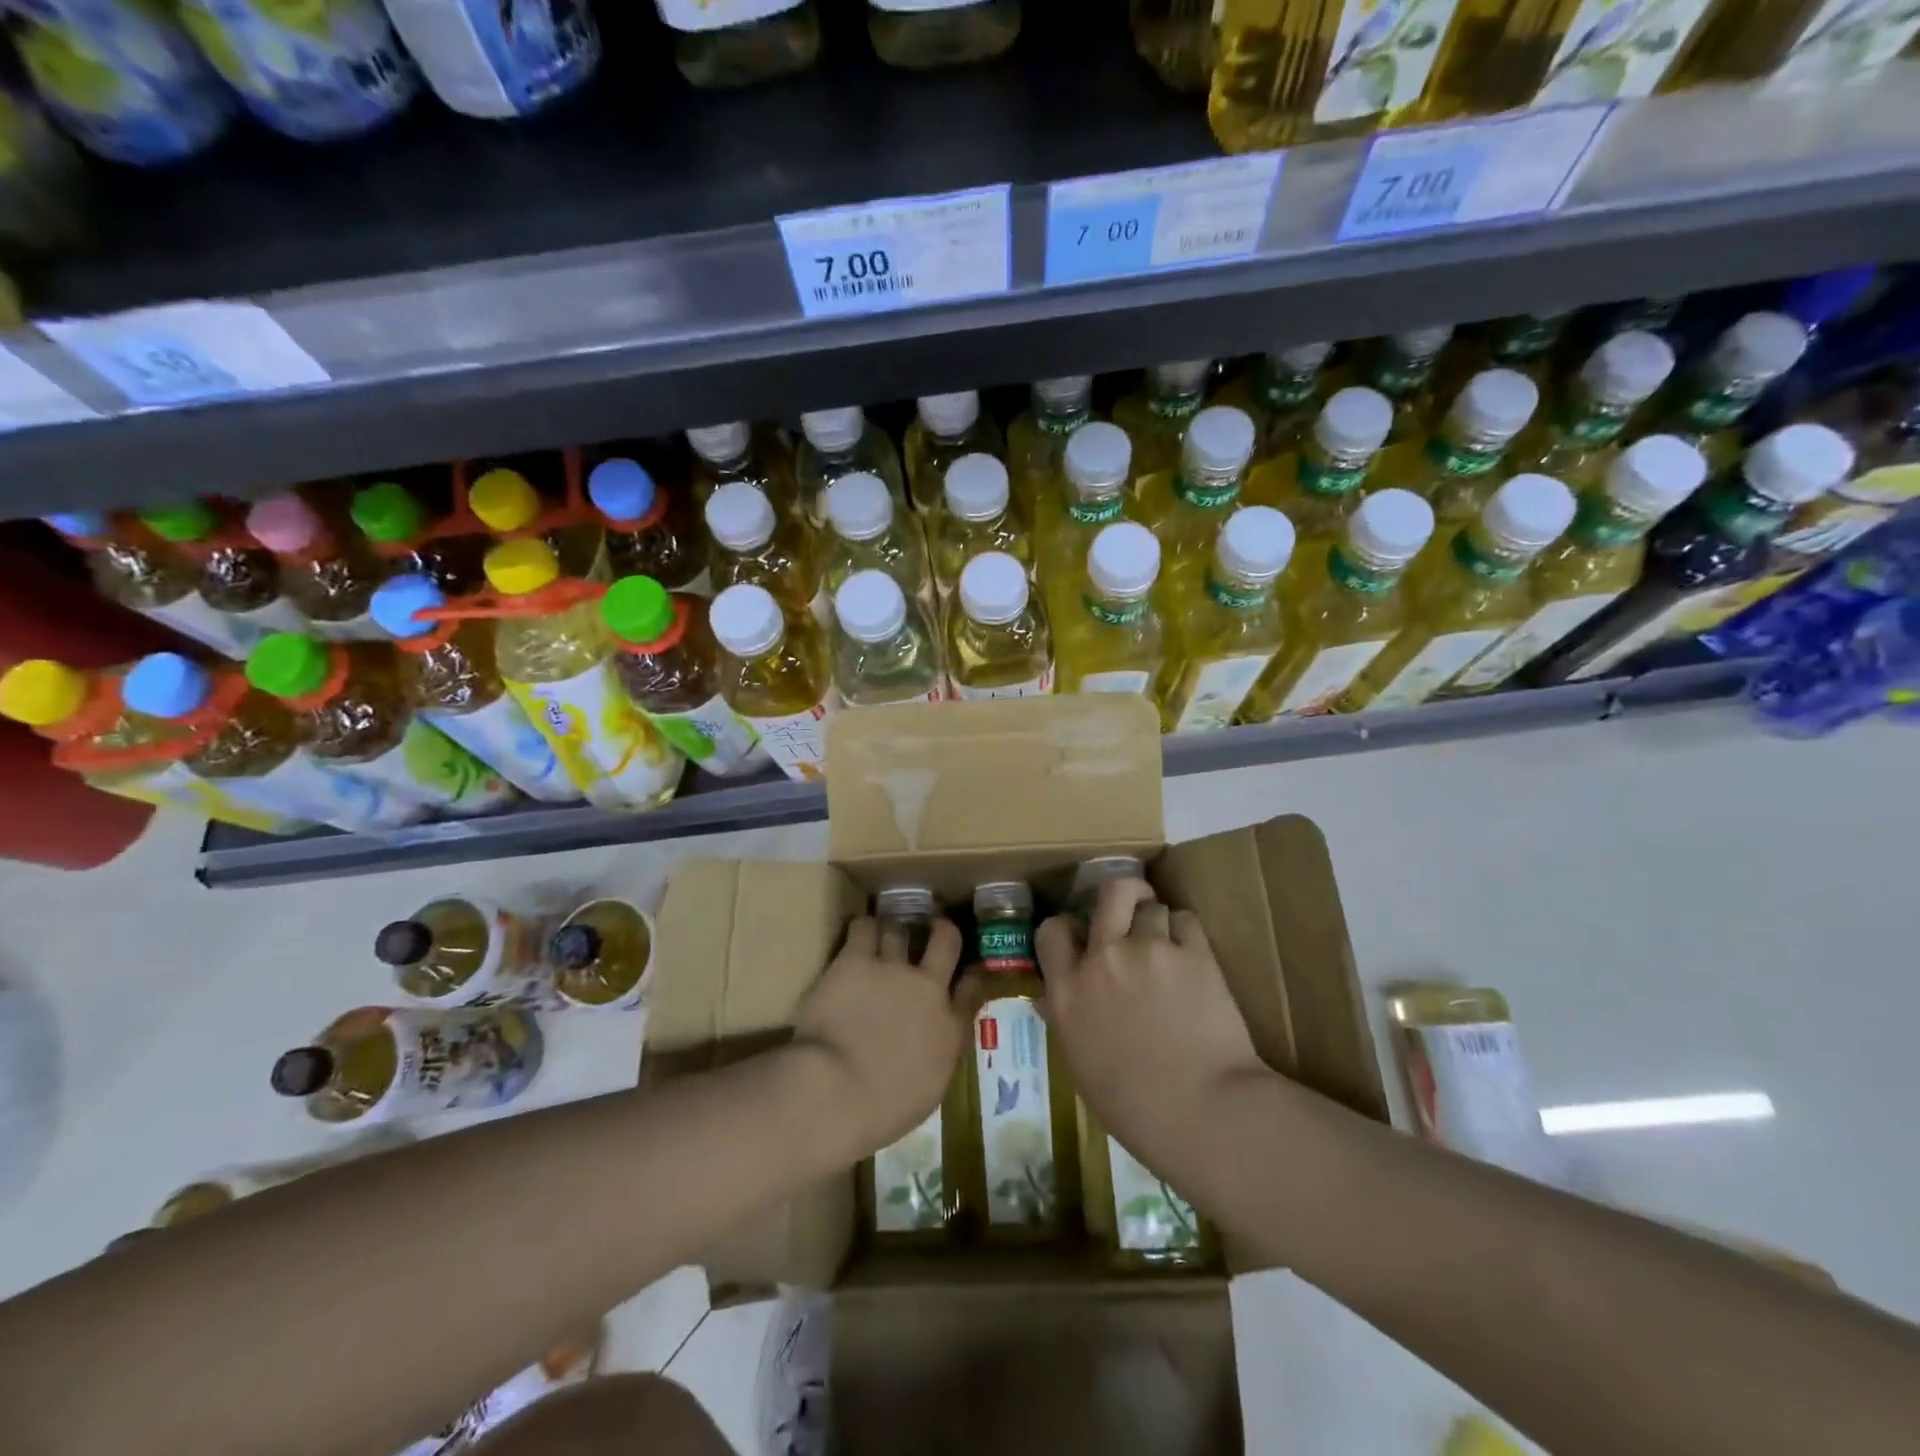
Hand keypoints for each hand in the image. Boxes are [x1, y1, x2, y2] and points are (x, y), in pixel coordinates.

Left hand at [792, 915, 975, 1162]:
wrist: (836, 1090)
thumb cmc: (882, 1110)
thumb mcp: (928, 1091)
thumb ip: (938, 1056)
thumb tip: (936, 1042)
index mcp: (949, 1028)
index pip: (971, 988)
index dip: (970, 975)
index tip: (966, 971)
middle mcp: (928, 988)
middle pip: (946, 942)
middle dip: (942, 931)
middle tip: (935, 927)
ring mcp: (893, 968)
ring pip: (901, 929)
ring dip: (895, 931)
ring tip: (886, 933)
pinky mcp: (856, 959)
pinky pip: (864, 928)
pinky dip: (864, 928)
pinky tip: (859, 933)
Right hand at [1036, 879, 1269, 1183]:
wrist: (1203, 1112)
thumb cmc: (1134, 1107)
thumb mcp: (1081, 1066)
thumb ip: (1067, 1020)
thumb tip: (1052, 1000)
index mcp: (1068, 991)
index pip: (1052, 931)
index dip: (1066, 928)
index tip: (1080, 937)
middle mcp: (1104, 957)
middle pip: (1109, 893)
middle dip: (1122, 894)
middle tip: (1132, 908)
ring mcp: (1149, 949)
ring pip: (1153, 907)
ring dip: (1159, 923)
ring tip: (1171, 948)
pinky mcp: (1194, 952)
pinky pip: (1187, 922)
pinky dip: (1188, 935)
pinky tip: (1194, 959)